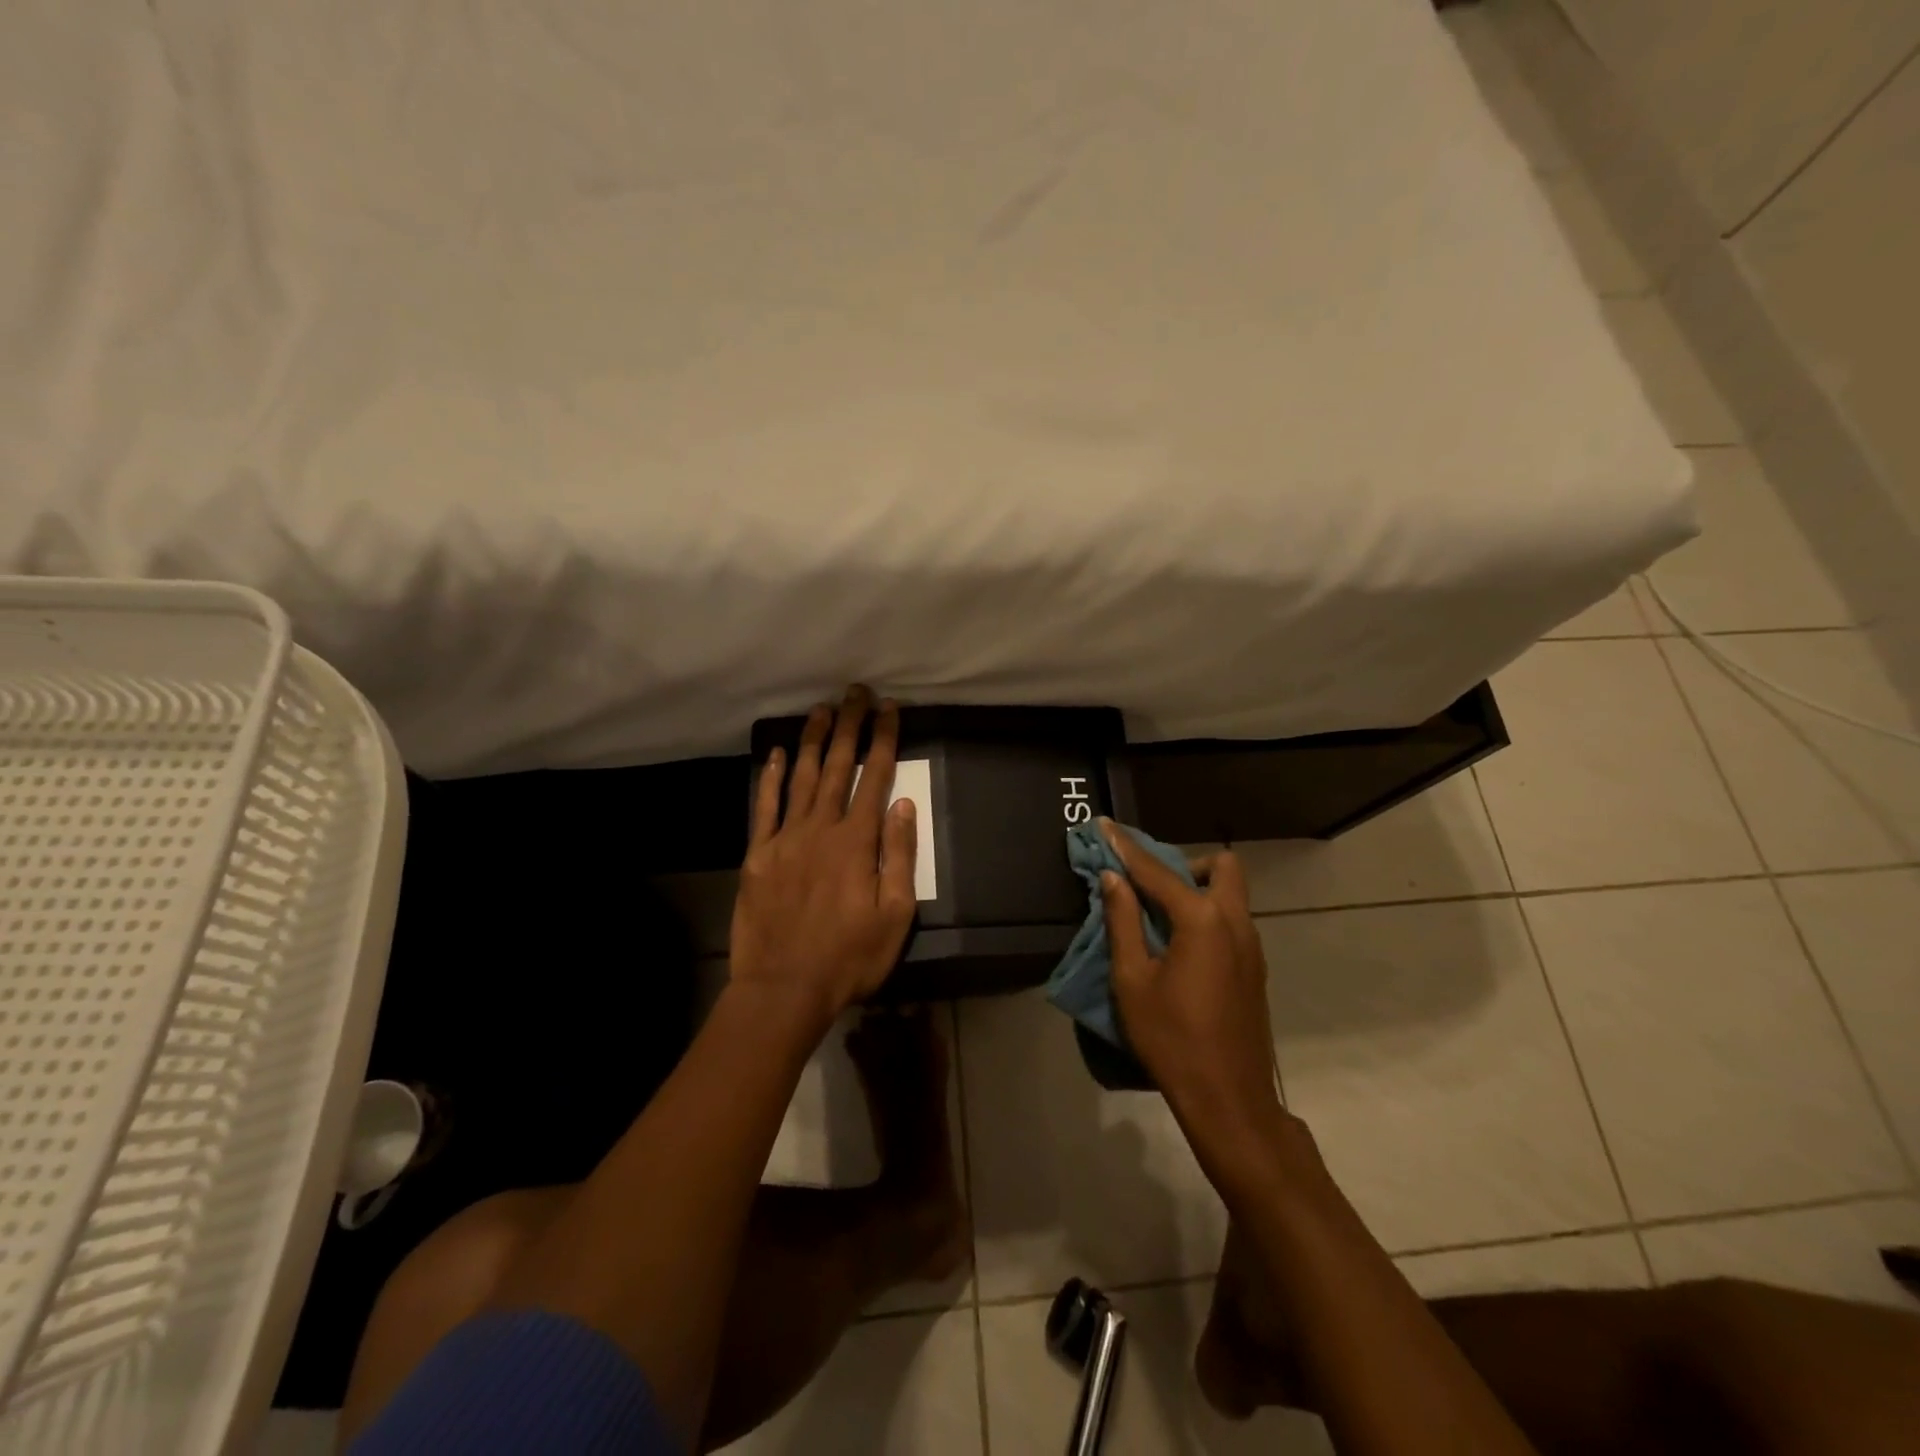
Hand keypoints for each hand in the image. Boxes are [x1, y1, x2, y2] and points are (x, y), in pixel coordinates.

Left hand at [729, 687, 918, 1027]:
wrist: (783, 988)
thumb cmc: (849, 957)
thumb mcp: (895, 915)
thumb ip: (899, 856)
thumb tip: (903, 804)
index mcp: (857, 842)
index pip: (875, 777)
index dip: (884, 739)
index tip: (890, 709)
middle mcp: (821, 829)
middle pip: (838, 767)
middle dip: (850, 726)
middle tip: (856, 692)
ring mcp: (785, 839)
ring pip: (802, 777)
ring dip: (813, 740)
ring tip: (822, 709)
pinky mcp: (757, 855)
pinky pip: (764, 807)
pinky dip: (770, 778)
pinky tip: (776, 754)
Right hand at [1100, 823, 1282, 1148]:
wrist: (1229, 1099)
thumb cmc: (1172, 1038)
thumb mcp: (1133, 980)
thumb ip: (1123, 922)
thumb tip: (1114, 880)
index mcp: (1202, 920)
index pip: (1157, 871)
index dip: (1126, 848)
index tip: (1104, 826)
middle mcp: (1235, 922)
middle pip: (1220, 867)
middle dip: (1184, 863)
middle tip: (1150, 886)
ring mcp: (1251, 946)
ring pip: (1230, 894)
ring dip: (1197, 889)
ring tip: (1158, 916)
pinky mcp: (1254, 968)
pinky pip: (1232, 920)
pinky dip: (1207, 914)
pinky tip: (1179, 946)